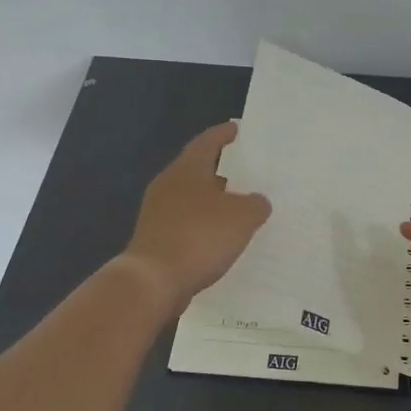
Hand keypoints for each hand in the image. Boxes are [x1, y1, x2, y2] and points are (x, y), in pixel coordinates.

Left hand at [123, 122, 271, 309]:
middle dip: (225, 171)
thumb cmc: (199, 236)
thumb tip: (257, 202)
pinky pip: (189, 224)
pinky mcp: (158, 238)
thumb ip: (256, 204)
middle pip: (200, 169)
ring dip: (217, 202)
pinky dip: (207, 226)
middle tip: (251, 172)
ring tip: (244, 208)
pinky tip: (225, 238)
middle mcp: (169, 185)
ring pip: (194, 199)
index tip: (239, 129)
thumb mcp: (242, 217)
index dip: (225, 134)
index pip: (208, 141)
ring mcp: (159, 213)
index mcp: (187, 169)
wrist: (153, 282)